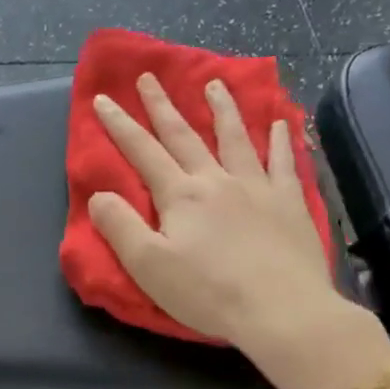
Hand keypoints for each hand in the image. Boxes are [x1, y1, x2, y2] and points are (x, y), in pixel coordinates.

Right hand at [89, 74, 389, 388]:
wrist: (282, 311)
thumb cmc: (208, 293)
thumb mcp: (148, 266)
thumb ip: (120, 227)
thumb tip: (99, 195)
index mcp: (181, 196)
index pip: (143, 152)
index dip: (120, 125)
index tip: (103, 98)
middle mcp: (217, 180)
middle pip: (185, 136)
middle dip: (163, 106)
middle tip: (149, 76)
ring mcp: (258, 188)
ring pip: (235, 138)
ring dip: (222, 109)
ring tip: (215, 83)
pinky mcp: (290, 203)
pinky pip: (283, 162)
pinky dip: (279, 140)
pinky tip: (279, 123)